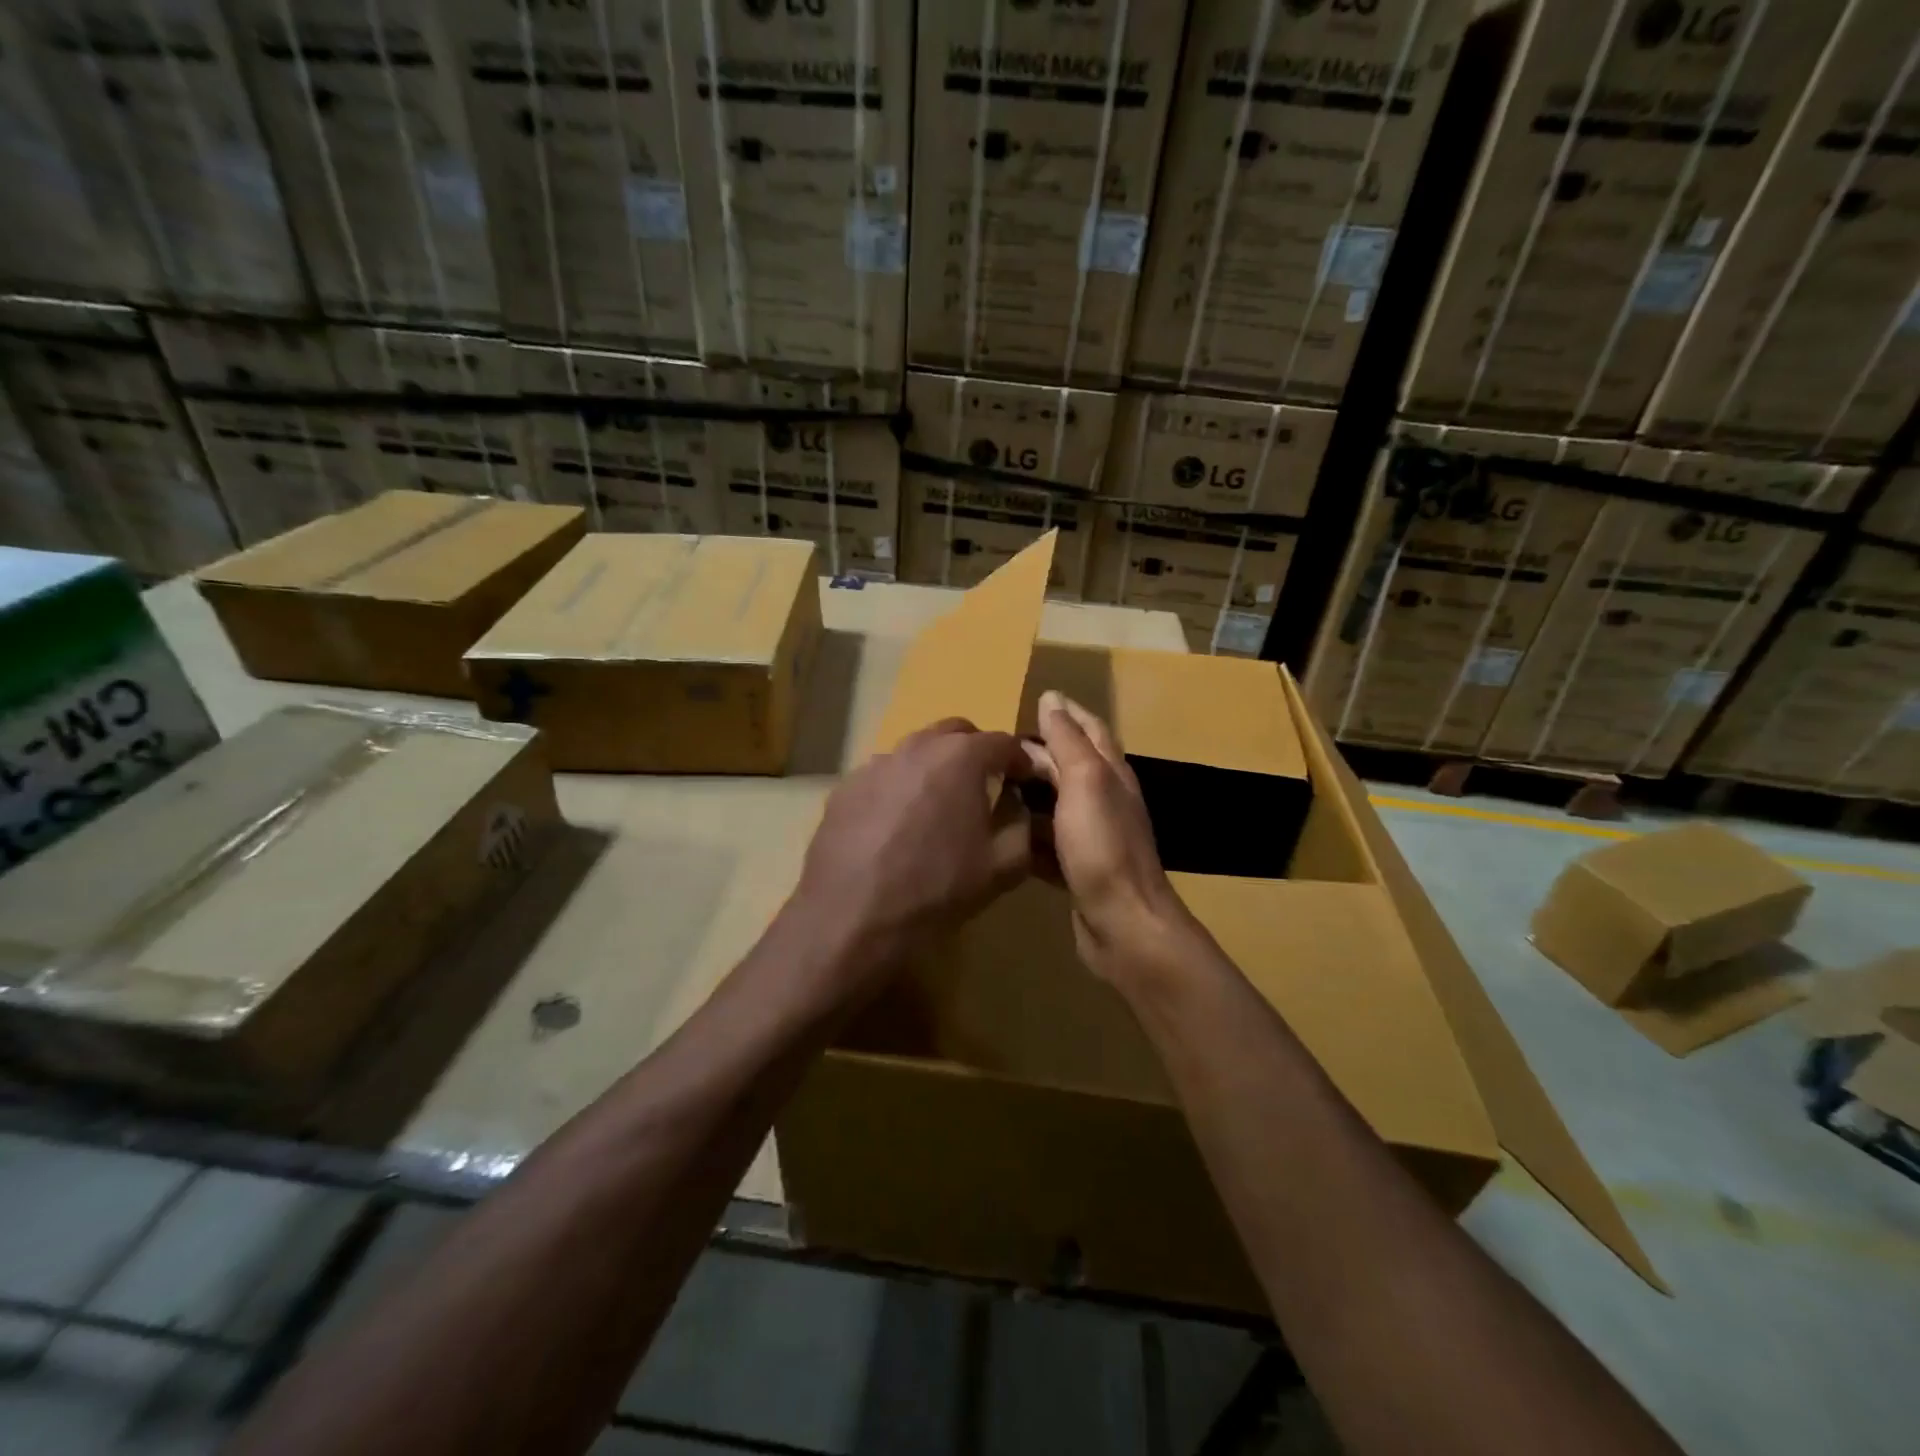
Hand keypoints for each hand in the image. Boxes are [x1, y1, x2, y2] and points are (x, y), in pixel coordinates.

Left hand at [789, 719, 1033, 995]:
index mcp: (961, 758)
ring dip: (935, 767)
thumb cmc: (935, 889)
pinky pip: (884, 776)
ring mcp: (875, 764)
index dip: (1022, 761)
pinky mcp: (845, 787)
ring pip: (916, 751)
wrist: (851, 917)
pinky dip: (900, 788)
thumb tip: (1020, 809)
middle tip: (985, 788)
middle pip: (957, 733)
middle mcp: (917, 747)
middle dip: (977, 753)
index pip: (1004, 743)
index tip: (1028, 783)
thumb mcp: (1002, 867)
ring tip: (939, 808)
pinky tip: (897, 826)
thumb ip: (1023, 827)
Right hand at [1027, 691, 1204, 984]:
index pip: (1091, 729)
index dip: (1067, 713)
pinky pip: (1049, 841)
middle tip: (999, 745)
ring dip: (1031, 791)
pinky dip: (1028, 832)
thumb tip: (1052, 699)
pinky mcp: (1078, 868)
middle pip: (1072, 765)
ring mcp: (1093, 837)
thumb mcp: (1084, 782)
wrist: (1123, 924)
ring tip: (992, 783)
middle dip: (1042, 750)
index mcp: (1111, 774)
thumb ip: (1068, 741)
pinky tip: (1001, 833)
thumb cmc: (1103, 846)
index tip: (1035, 700)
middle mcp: (1106, 800)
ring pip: (1058, 803)